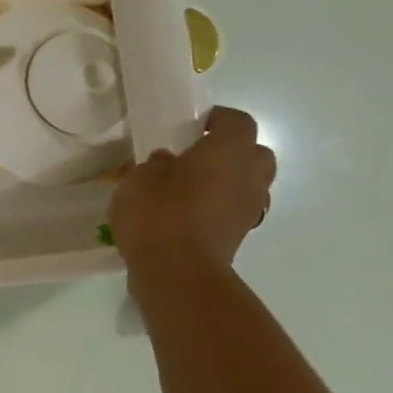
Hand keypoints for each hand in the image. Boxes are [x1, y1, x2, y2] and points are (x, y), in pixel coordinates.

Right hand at [107, 107, 275, 277]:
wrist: (177, 274)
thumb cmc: (158, 214)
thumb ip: (155, 165)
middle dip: (231, 151)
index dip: (217, 119)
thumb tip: (167, 163)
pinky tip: (187, 213)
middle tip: (197, 155)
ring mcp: (249, 209)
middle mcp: (249, 176)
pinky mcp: (239, 236)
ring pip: (248, 183)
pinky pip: (234, 210)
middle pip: (254, 153)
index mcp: (228, 151)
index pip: (237, 121)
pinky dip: (218, 206)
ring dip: (227, 181)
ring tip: (189, 187)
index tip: (192, 124)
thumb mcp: (138, 179)